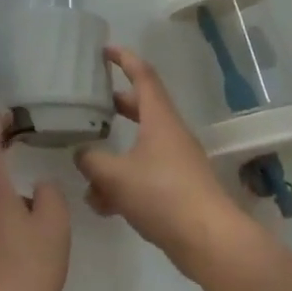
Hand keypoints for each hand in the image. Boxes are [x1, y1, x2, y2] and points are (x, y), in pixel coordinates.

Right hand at [75, 45, 250, 274]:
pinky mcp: (179, 189)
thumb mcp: (115, 176)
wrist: (210, 240)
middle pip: (141, 108)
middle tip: (91, 102)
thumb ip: (91, 161)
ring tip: (86, 168)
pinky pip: (145, 175)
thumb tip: (81, 153)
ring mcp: (177, 162)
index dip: (124, 58)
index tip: (104, 49)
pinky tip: (103, 206)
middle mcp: (171, 134)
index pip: (142, 75)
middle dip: (115, 105)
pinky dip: (123, 183)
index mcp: (159, 119)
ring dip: (114, 154)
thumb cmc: (163, 195)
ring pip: (140, 147)